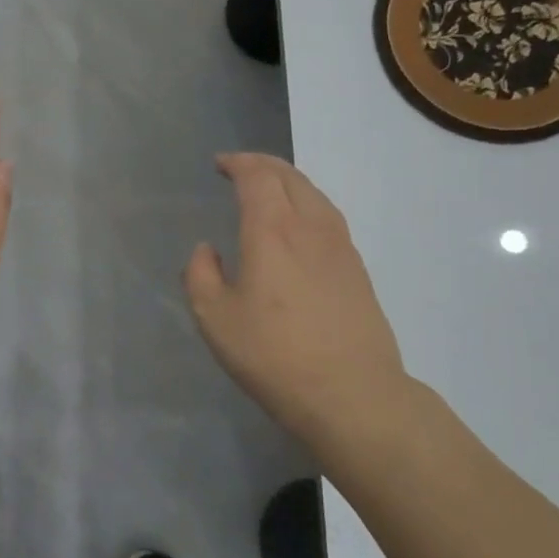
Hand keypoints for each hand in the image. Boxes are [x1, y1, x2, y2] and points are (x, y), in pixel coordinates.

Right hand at [184, 153, 419, 474]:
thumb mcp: (215, 319)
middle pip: (290, 177)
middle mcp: (310, 227)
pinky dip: (307, 203)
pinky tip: (300, 225)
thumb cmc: (273, 355)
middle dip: (262, 164)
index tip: (220, 164)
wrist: (351, 394)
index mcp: (272, 231)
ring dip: (288, 181)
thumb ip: (200, 275)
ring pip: (315, 194)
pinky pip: (329, 216)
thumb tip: (207, 250)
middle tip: (240, 167)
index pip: (257, 177)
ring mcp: (340, 247)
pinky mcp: (357, 269)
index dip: (237, 163)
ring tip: (269, 189)